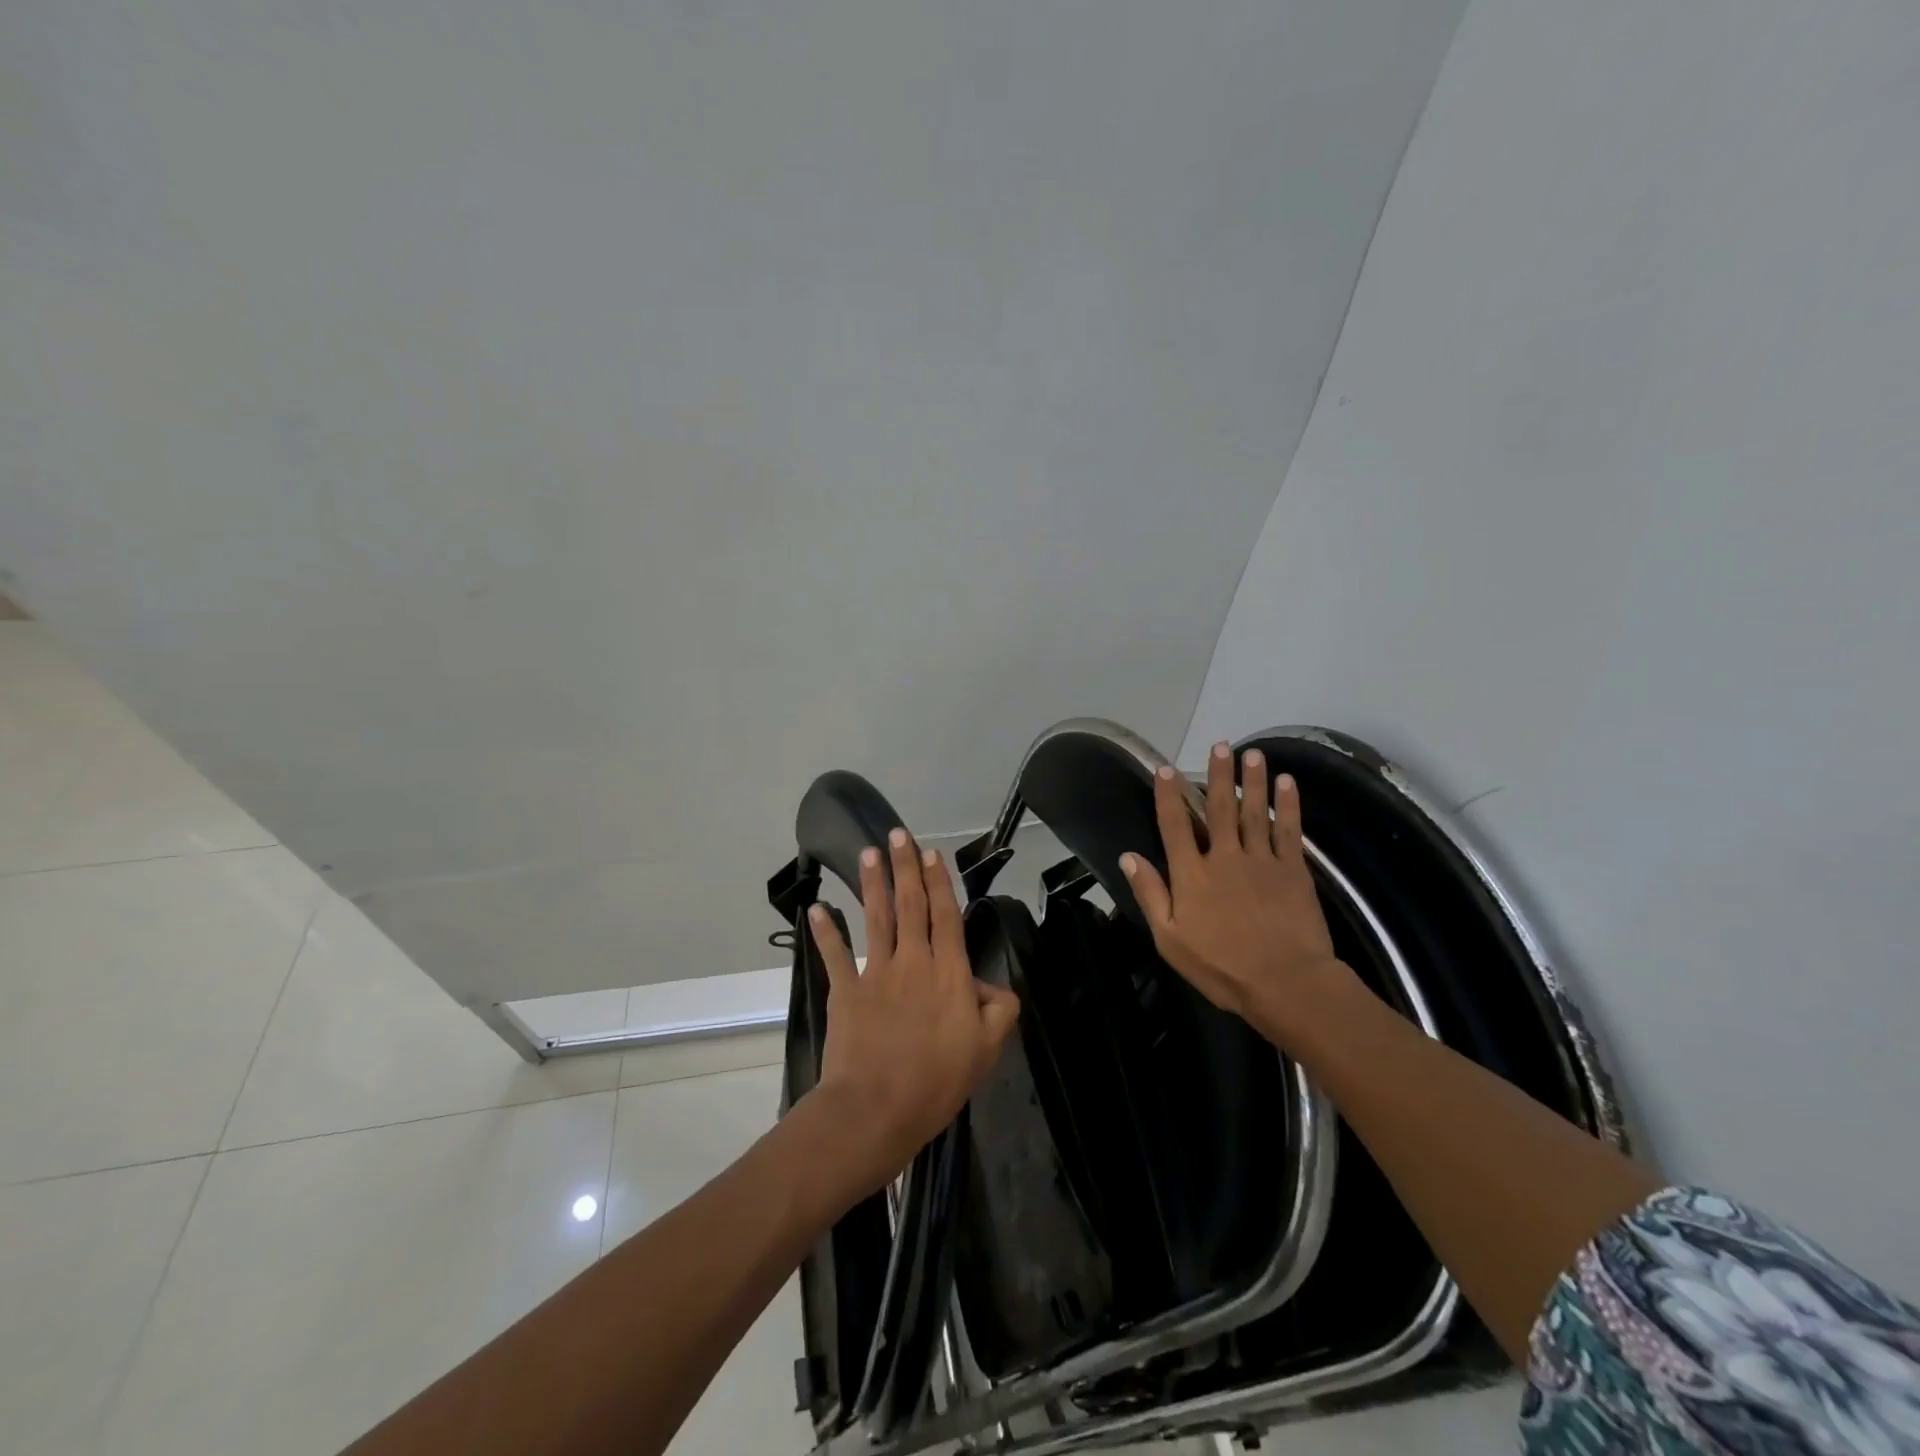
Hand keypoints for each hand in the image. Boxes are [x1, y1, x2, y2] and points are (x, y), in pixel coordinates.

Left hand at [807, 830, 1020, 1197]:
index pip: (945, 916)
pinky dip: (824, 932)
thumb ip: (999, 1011)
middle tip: (899, 833)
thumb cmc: (937, 1081)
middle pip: (910, 905)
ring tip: (869, 852)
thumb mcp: (986, 1050)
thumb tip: (995, 988)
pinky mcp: (845, 992)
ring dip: (873, 883)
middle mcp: (912, 962)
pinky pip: (835, 956)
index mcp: (948, 972)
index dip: (940, 882)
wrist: (876, 1108)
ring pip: (876, 918)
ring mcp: (876, 973)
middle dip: (906, 867)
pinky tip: (816, 909)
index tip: (932, 852)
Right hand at [1120, 742, 1356, 1048]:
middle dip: (1218, 776)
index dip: (1168, 796)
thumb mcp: (1170, 939)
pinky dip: (1287, 805)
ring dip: (1252, 781)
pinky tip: (1287, 783)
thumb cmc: (1221, 967)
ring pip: (1254, 812)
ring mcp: (1261, 860)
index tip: (1165, 769)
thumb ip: (1151, 895)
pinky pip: (1288, 830)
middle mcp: (1224, 857)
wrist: (1286, 983)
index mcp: (1192, 875)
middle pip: (1219, 809)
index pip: (1175, 826)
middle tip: (1220, 745)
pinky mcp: (1293, 870)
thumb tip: (1129, 857)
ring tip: (1253, 753)